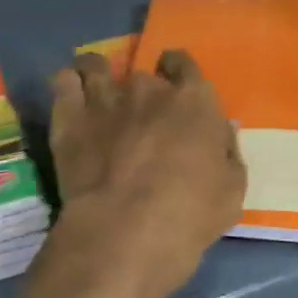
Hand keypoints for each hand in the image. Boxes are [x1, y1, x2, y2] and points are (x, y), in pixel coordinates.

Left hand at [43, 49, 245, 297]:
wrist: (125, 232)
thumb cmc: (189, 214)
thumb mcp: (232, 190)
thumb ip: (227, 152)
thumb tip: (221, 132)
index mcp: (194, 100)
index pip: (185, 64)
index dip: (179, 72)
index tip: (175, 86)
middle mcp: (149, 88)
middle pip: (144, 73)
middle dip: (143, 90)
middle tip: (140, 116)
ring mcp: (105, 98)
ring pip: (97, 66)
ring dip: (100, 76)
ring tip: (98, 93)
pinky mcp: (70, 116)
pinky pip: (65, 82)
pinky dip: (68, 85)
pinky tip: (70, 97)